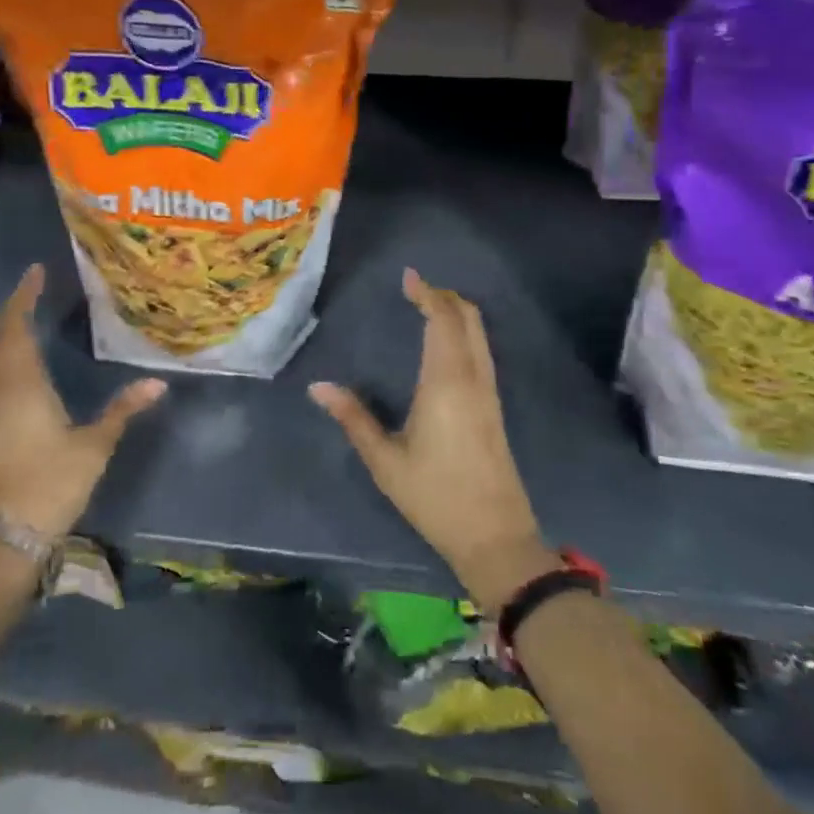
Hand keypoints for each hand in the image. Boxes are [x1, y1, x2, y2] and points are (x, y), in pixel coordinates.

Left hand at [0, 264, 167, 536]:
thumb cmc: (51, 484)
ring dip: (1, 331)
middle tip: (32, 290)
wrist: (6, 536)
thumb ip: (123, 409)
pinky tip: (12, 360)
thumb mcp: (95, 445)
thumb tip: (158, 382)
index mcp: (22, 384)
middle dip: (11, 309)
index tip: (36, 272)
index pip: (17, 327)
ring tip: (22, 315)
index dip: (24, 297)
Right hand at [309, 269, 557, 613]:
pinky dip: (465, 332)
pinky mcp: (495, 406)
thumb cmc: (435, 496)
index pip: (441, 320)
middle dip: (444, 296)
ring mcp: (489, 391)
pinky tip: (446, 344)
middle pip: (467, 318)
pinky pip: (482, 350)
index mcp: (445, 381)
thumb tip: (318, 387)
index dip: (427, 293)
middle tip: (416, 289)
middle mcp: (472, 377)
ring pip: (479, 333)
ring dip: (457, 312)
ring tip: (428, 307)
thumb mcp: (385, 460)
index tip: (408, 277)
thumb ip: (353, 418)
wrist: (495, 536)